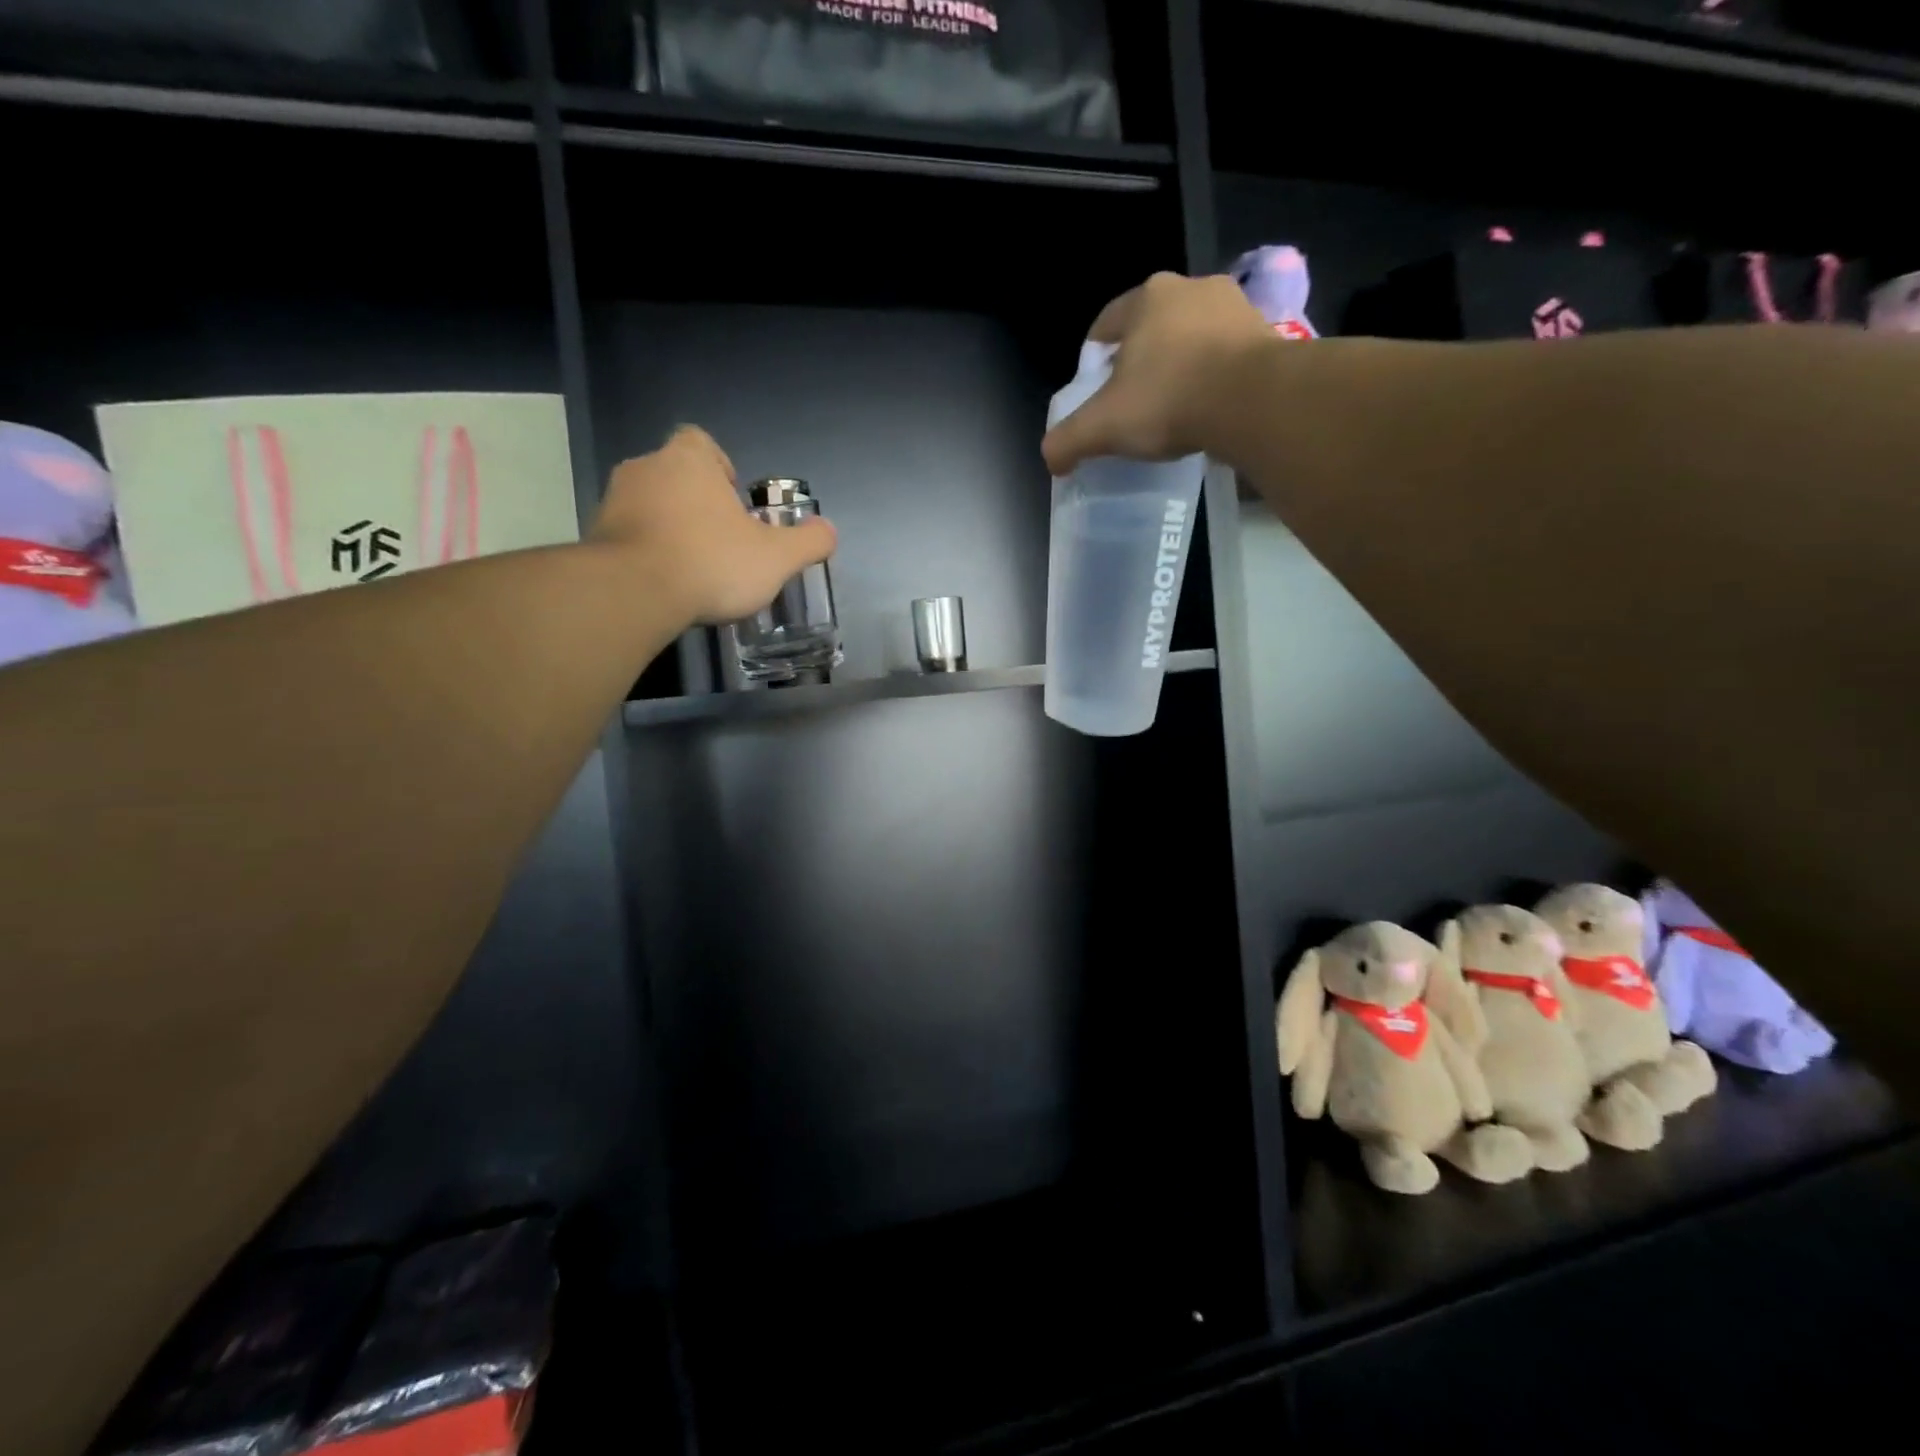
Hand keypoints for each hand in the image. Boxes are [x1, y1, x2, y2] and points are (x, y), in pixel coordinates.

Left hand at [591, 425, 835, 625]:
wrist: (633, 593)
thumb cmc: (711, 562)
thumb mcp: (776, 557)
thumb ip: (807, 542)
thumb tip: (828, 531)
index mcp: (688, 461)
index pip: (700, 441)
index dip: (719, 466)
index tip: (732, 500)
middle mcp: (645, 469)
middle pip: (675, 475)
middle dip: (697, 502)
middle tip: (721, 539)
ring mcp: (613, 502)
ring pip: (649, 506)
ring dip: (670, 528)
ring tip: (693, 566)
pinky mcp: (594, 537)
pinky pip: (628, 536)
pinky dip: (647, 552)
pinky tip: (665, 584)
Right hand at [1041, 272, 1272, 476]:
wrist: (1252, 400)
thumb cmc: (1168, 400)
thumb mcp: (1103, 426)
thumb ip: (1068, 441)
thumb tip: (1050, 458)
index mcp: (1146, 298)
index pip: (1106, 325)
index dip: (1094, 360)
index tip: (1094, 392)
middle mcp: (1190, 288)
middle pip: (1150, 328)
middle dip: (1139, 361)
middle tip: (1133, 403)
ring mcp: (1233, 306)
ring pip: (1191, 338)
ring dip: (1180, 365)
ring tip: (1174, 407)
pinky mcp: (1265, 332)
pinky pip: (1225, 354)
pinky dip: (1213, 376)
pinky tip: (1208, 408)